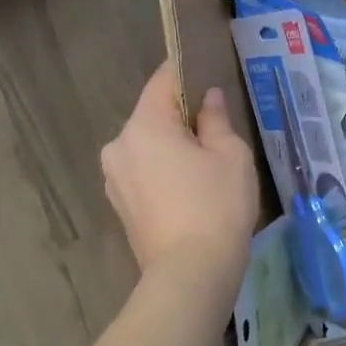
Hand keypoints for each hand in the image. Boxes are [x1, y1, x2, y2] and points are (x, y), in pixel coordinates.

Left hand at [101, 63, 258, 287]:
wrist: (191, 273)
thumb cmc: (216, 206)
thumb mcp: (231, 156)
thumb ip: (216, 120)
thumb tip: (208, 100)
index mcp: (144, 126)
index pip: (163, 82)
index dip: (185, 72)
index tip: (204, 72)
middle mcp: (119, 146)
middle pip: (153, 117)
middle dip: (181, 119)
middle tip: (217, 133)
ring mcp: (114, 179)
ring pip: (148, 147)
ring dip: (172, 148)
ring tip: (206, 168)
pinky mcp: (119, 206)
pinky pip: (144, 173)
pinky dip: (164, 173)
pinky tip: (190, 192)